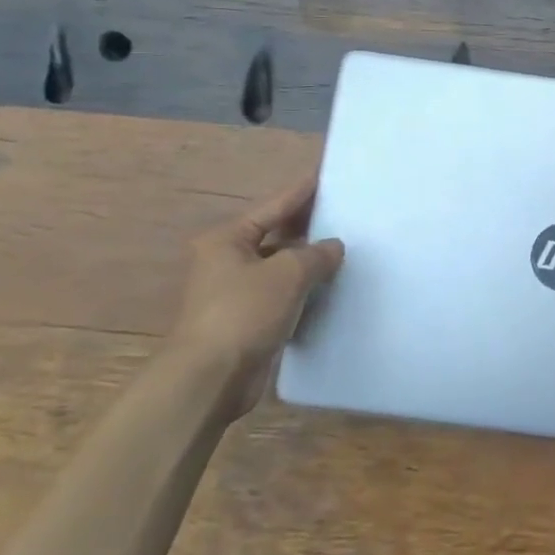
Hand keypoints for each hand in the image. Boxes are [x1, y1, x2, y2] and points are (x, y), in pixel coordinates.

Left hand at [166, 175, 343, 420]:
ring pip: (279, 267)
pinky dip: (303, 289)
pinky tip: (329, 288)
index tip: (324, 176)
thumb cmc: (244, 313)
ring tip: (344, 250)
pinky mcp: (246, 320)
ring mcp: (235, 292)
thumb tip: (334, 246)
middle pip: (275, 235)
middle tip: (343, 213)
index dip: (301, 192)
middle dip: (307, 227)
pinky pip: (281, 294)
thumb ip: (316, 254)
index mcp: (228, 240)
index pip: (273, 206)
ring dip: (307, 261)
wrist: (211, 377)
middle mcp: (227, 261)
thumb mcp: (288, 274)